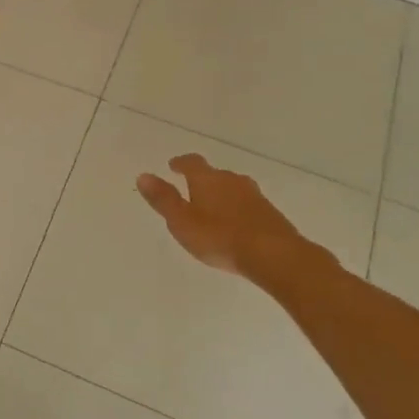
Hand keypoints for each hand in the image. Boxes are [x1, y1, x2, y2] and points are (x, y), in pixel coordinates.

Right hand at [136, 154, 326, 293]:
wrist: (275, 255)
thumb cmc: (220, 237)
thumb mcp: (182, 222)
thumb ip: (163, 199)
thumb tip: (143, 175)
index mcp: (208, 179)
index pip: (192, 163)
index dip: (181, 163)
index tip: (173, 165)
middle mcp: (232, 181)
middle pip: (215, 174)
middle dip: (202, 180)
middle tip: (191, 190)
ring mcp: (255, 196)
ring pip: (233, 188)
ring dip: (221, 194)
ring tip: (212, 208)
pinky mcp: (270, 213)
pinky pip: (247, 205)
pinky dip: (237, 209)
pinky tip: (235, 224)